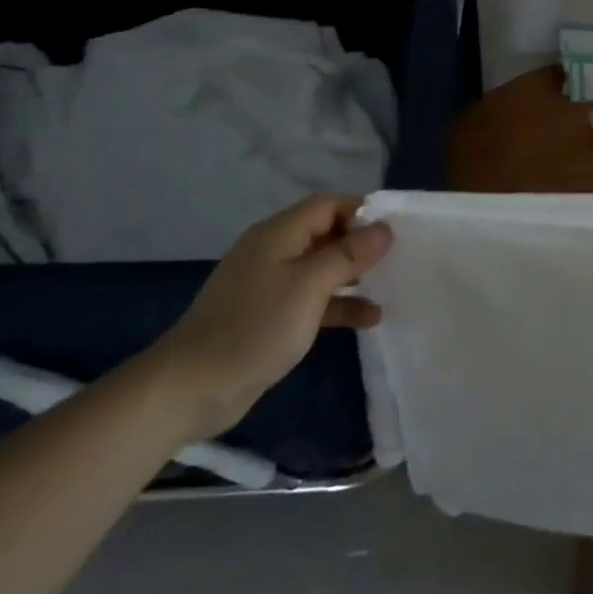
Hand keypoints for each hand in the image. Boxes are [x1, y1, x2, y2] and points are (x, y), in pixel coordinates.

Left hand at [142, 194, 391, 442]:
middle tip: (400, 256)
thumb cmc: (255, 328)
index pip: (327, 205)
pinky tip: (370, 317)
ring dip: (355, 274)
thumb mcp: (309, 287)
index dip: (362, 211)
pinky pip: (314, 298)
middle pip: (326, 233)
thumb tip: (385, 229)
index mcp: (278, 235)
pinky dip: (340, 303)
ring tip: (392, 284)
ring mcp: (271, 285)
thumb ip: (349, 255)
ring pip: (323, 268)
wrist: (192, 388)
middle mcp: (275, 252)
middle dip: (362, 242)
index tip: (397, 229)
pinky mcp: (271, 315)